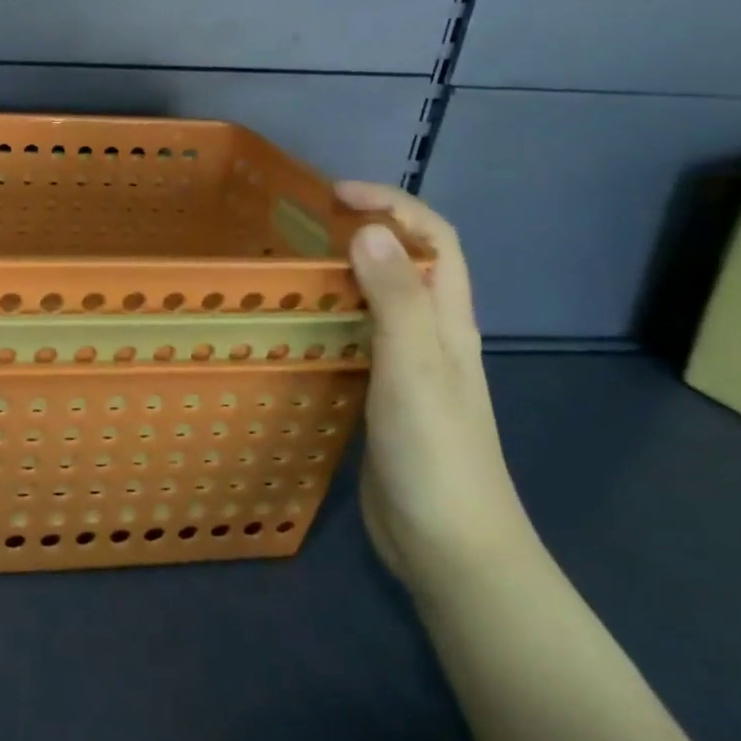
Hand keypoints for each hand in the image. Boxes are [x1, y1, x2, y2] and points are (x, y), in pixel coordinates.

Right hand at [334, 182, 533, 598]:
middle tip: (302, 224)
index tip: (334, 194)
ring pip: (379, 300)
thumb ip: (395, 299)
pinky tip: (295, 325)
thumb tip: (369, 229)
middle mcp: (432, 337)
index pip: (435, 239)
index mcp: (449, 322)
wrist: (450, 546)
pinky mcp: (382, 395)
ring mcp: (407, 368)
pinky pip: (356, 337)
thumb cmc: (436, 453)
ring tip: (289, 264)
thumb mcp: (415, 368)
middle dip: (366, 228)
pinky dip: (329, 316)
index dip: (393, 204)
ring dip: (344, 271)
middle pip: (408, 263)